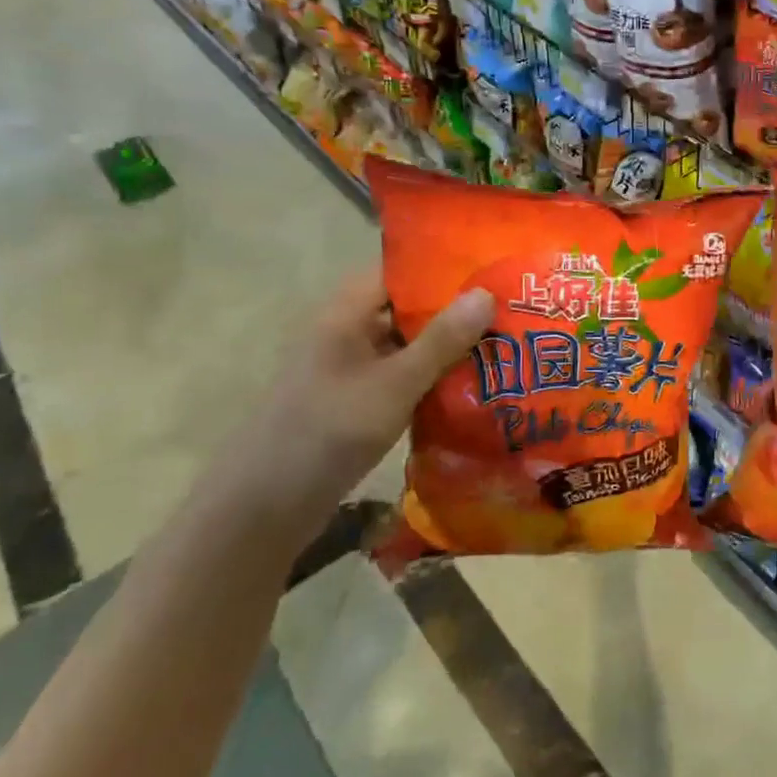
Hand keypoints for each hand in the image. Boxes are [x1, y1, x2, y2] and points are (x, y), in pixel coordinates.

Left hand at [200, 269, 493, 549]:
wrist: (265, 508)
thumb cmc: (328, 431)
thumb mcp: (393, 384)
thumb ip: (441, 340)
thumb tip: (486, 293)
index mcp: (345, 312)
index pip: (399, 271)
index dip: (444, 268)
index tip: (492, 270)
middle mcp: (347, 332)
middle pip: (408, 308)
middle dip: (456, 311)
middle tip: (512, 310)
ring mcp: (350, 369)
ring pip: (408, 345)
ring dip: (448, 348)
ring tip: (505, 345)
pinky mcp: (356, 402)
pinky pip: (402, 377)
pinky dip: (433, 378)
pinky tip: (474, 387)